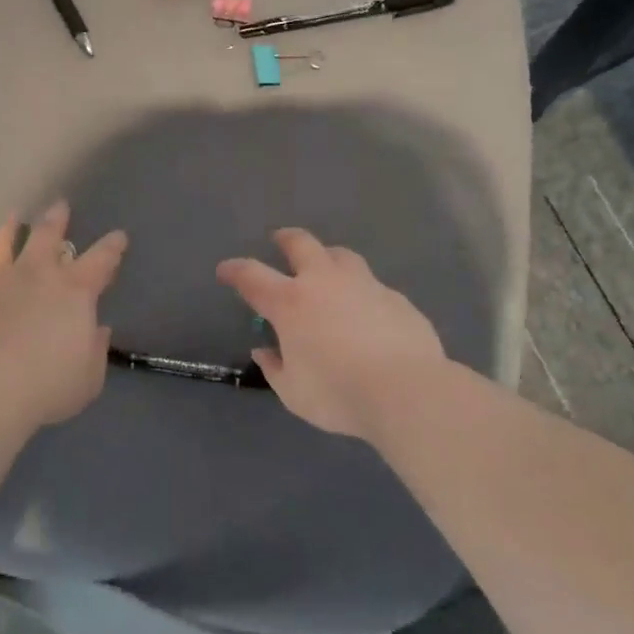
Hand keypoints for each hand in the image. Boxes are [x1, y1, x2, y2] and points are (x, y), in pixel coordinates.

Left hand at [0, 202, 126, 430]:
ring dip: (7, 232)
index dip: (112, 247)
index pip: (101, 260)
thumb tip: (97, 329)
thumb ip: (95, 348)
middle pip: (47, 236)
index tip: (119, 236)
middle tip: (59, 205)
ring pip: (1, 247)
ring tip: (10, 220)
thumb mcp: (88, 376)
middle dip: (57, 219)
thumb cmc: (48, 385)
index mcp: (74, 291)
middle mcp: (35, 276)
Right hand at [216, 229, 444, 440]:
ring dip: (327, 257)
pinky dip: (360, 291)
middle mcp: (325, 282)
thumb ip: (275, 368)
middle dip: (286, 239)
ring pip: (341, 255)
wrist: (407, 390)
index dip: (235, 270)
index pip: (252, 276)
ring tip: (326, 268)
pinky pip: (372, 285)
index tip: (226, 270)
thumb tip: (265, 351)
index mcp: (291, 303)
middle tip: (280, 241)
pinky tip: (366, 311)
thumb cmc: (339, 394)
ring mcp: (364, 285)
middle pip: (301, 244)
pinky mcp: (395, 298)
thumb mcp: (294, 392)